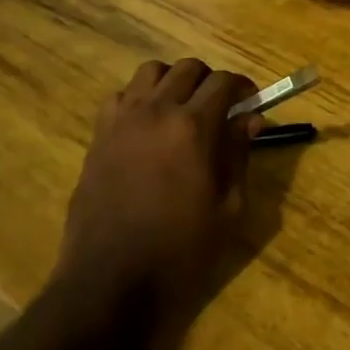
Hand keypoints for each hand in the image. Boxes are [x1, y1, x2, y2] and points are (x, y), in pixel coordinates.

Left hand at [57, 59, 261, 316]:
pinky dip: (137, 99)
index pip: (223, 81)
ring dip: (172, 82)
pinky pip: (119, 96)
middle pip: (187, 67)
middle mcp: (156, 111)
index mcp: (193, 127)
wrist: (110, 281)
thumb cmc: (180, 252)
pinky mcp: (98, 136)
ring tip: (181, 109)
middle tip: (219, 106)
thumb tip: (250, 119)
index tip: (251, 101)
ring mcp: (122, 120)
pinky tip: (146, 127)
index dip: (243, 86)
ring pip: (150, 72)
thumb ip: (239, 155)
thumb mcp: (227, 209)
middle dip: (209, 80)